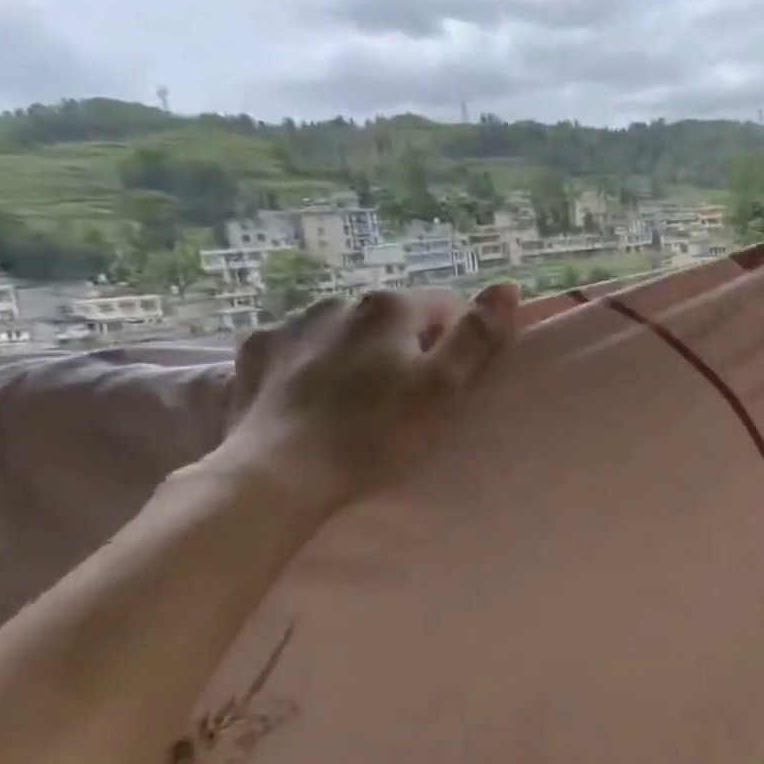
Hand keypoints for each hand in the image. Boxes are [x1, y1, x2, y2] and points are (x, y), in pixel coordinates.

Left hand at [215, 283, 519, 512]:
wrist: (276, 475)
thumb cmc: (373, 434)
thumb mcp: (441, 388)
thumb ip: (476, 335)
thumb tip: (507, 287)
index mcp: (389, 307)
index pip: (446, 305)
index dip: (457, 339)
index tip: (451, 380)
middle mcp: (339, 302)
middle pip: (392, 317)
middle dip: (405, 344)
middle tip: (406, 396)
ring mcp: (290, 325)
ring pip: (344, 329)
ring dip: (356, 351)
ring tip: (355, 400)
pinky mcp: (255, 353)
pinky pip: (297, 347)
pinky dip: (309, 363)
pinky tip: (309, 397)